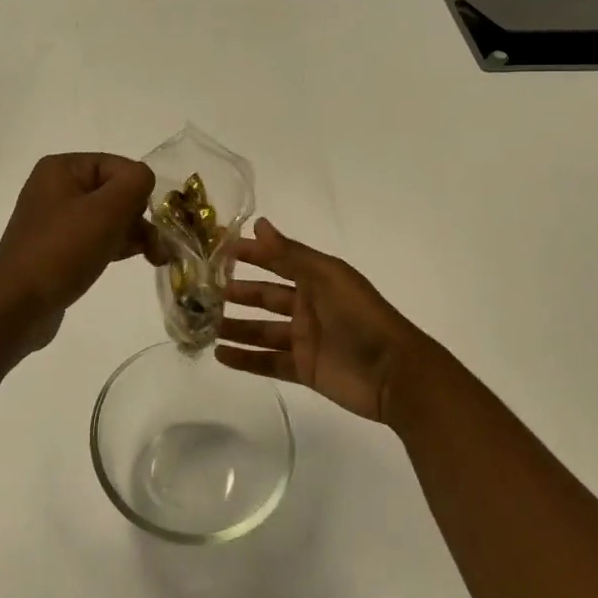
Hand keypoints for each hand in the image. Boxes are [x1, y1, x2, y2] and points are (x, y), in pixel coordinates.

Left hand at [0, 153, 161, 351]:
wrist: (16, 306)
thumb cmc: (62, 251)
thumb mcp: (106, 210)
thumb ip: (135, 183)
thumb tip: (144, 181)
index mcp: (62, 168)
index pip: (120, 167)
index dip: (138, 193)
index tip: (148, 223)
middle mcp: (55, 187)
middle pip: (114, 191)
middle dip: (139, 217)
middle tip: (156, 248)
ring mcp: (54, 219)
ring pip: (107, 216)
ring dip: (132, 234)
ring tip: (153, 258)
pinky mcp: (56, 247)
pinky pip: (94, 237)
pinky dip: (113, 245)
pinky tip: (126, 260)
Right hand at [219, 219, 432, 422]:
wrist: (395, 374)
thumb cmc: (361, 317)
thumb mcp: (326, 277)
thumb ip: (290, 254)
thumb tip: (258, 223)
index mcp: (316, 279)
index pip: (276, 261)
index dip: (250, 254)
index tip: (218, 250)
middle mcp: (307, 306)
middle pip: (265, 297)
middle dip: (237, 293)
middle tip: (202, 292)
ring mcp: (304, 339)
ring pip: (261, 330)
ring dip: (235, 327)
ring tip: (203, 325)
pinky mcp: (304, 369)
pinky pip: (267, 362)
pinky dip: (244, 359)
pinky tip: (219, 355)